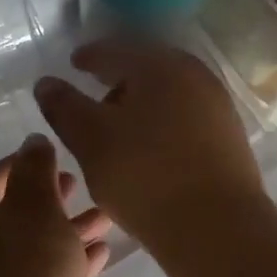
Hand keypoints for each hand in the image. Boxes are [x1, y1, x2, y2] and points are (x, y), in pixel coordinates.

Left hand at [0, 135, 110, 276]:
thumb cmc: (29, 276)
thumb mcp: (36, 210)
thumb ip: (35, 171)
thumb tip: (32, 142)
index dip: (17, 166)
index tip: (52, 157)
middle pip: (11, 216)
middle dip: (47, 198)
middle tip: (78, 185)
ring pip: (32, 249)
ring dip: (65, 230)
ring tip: (104, 216)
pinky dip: (68, 264)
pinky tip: (101, 255)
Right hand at [34, 40, 270, 249]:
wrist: (218, 227)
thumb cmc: (146, 174)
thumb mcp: (91, 139)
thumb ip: (64, 107)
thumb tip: (46, 83)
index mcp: (160, 65)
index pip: (117, 49)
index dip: (91, 56)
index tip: (74, 63)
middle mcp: (195, 75)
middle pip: (148, 68)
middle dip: (118, 80)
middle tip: (94, 97)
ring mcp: (218, 106)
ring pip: (169, 94)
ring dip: (141, 104)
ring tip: (118, 129)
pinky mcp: (230, 137)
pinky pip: (186, 118)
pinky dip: (162, 124)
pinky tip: (150, 149)